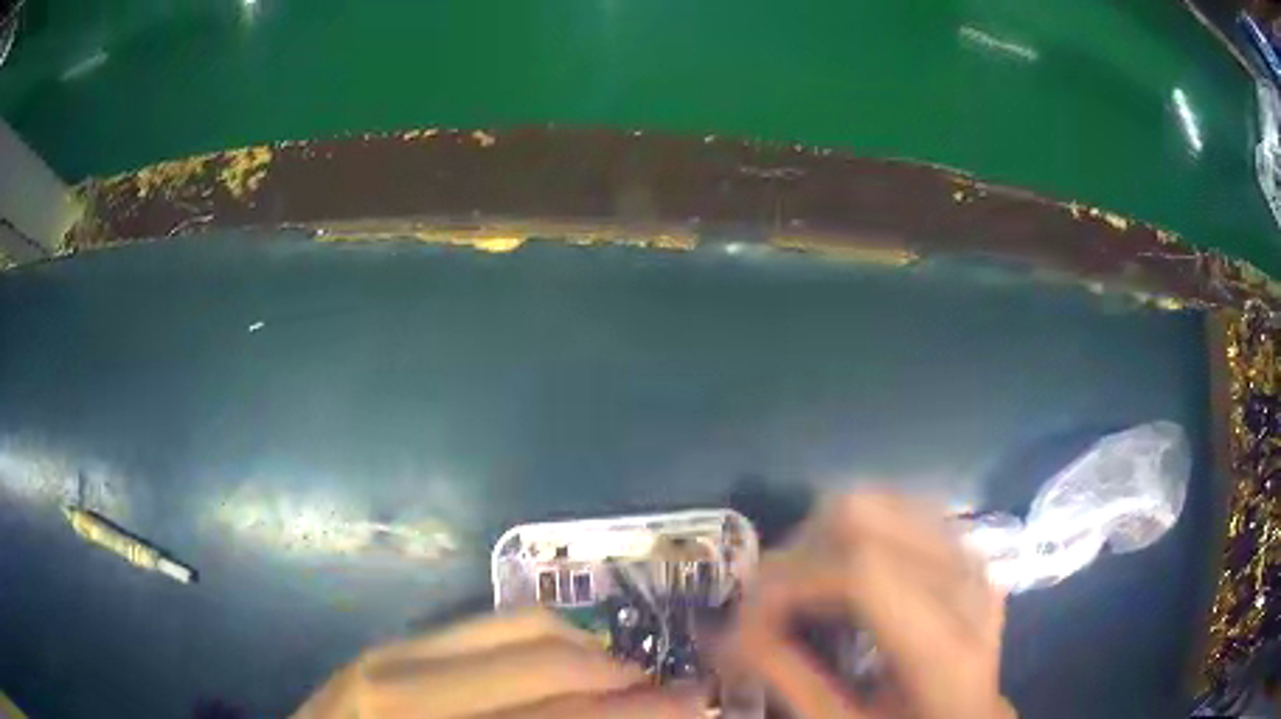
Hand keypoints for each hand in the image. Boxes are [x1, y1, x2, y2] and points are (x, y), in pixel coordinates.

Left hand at [292, 609, 700, 718]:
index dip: (641, 712)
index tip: (698, 709)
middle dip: (629, 677)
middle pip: (550, 658)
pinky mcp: (390, 644)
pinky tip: (570, 669)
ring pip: (524, 625)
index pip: (562, 715)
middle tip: (678, 695)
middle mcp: (407, 679)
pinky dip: (547, 642)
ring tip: (631, 680)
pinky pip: (487, 625)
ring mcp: (393, 651)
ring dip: (593, 653)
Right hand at [721, 491, 1015, 718]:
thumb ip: (788, 677)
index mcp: (945, 643)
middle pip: (865, 515)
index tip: (744, 621)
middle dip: (796, 553)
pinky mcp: (963, 546)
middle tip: (768, 604)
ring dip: (820, 537)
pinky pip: (898, 507)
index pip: (861, 570)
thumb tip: (725, 633)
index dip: (788, 584)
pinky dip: (852, 530)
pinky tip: (841, 573)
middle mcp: (966, 581)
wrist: (971, 717)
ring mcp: (969, 554)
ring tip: (802, 588)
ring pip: (878, 499)